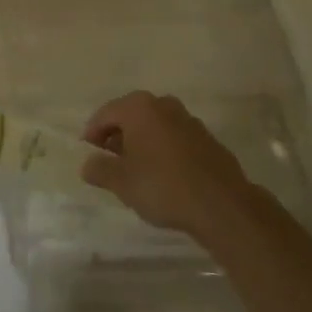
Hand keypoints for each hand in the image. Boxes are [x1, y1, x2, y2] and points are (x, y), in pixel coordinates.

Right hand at [81, 92, 252, 236]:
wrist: (223, 206)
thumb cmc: (163, 187)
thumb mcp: (121, 182)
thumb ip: (99, 169)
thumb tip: (87, 164)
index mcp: (139, 107)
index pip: (105, 113)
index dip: (93, 132)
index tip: (88, 151)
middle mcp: (164, 105)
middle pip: (131, 116)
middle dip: (118, 135)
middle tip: (109, 158)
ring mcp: (189, 121)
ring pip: (155, 126)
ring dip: (142, 142)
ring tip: (136, 168)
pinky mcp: (208, 140)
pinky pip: (175, 138)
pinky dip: (163, 150)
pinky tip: (163, 174)